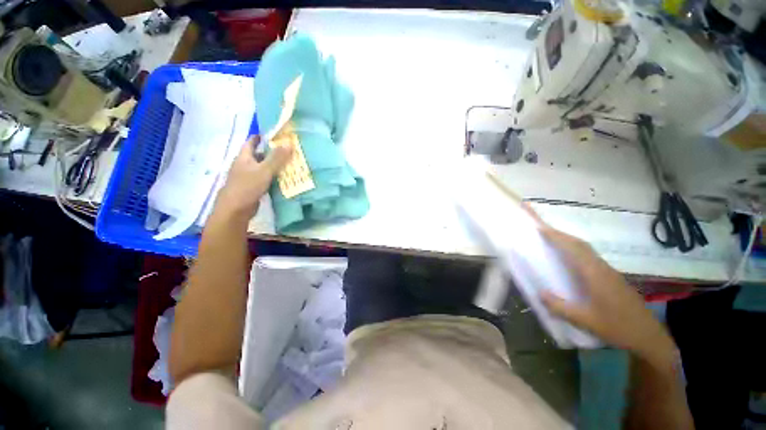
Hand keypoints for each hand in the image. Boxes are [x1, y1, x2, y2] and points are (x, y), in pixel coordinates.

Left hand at [217, 135, 291, 217]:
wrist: (235, 210)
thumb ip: (276, 158)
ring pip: (262, 168)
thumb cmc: (247, 186)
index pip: (251, 142)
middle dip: (270, 152)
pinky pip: (264, 179)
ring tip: (288, 163)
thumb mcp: (264, 170)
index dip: (260, 137)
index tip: (273, 135)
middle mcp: (244, 165)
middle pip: (258, 155)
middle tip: (286, 150)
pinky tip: (283, 179)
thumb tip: (289, 144)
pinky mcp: (252, 188)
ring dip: (273, 165)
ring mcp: (247, 177)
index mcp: (243, 158)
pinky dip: (272, 177)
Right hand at [539, 227, 675, 363]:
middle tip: (542, 230)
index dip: (556, 237)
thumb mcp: (586, 321)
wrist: (649, 337)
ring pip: (586, 250)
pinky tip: (570, 259)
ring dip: (568, 242)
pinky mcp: (612, 278)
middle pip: (580, 245)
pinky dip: (576, 251)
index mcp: (595, 275)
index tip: (540, 227)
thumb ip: (561, 307)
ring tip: (551, 240)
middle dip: (560, 235)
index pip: (574, 249)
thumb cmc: (618, 328)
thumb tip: (539, 293)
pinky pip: (590, 257)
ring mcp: (609, 272)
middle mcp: (602, 269)